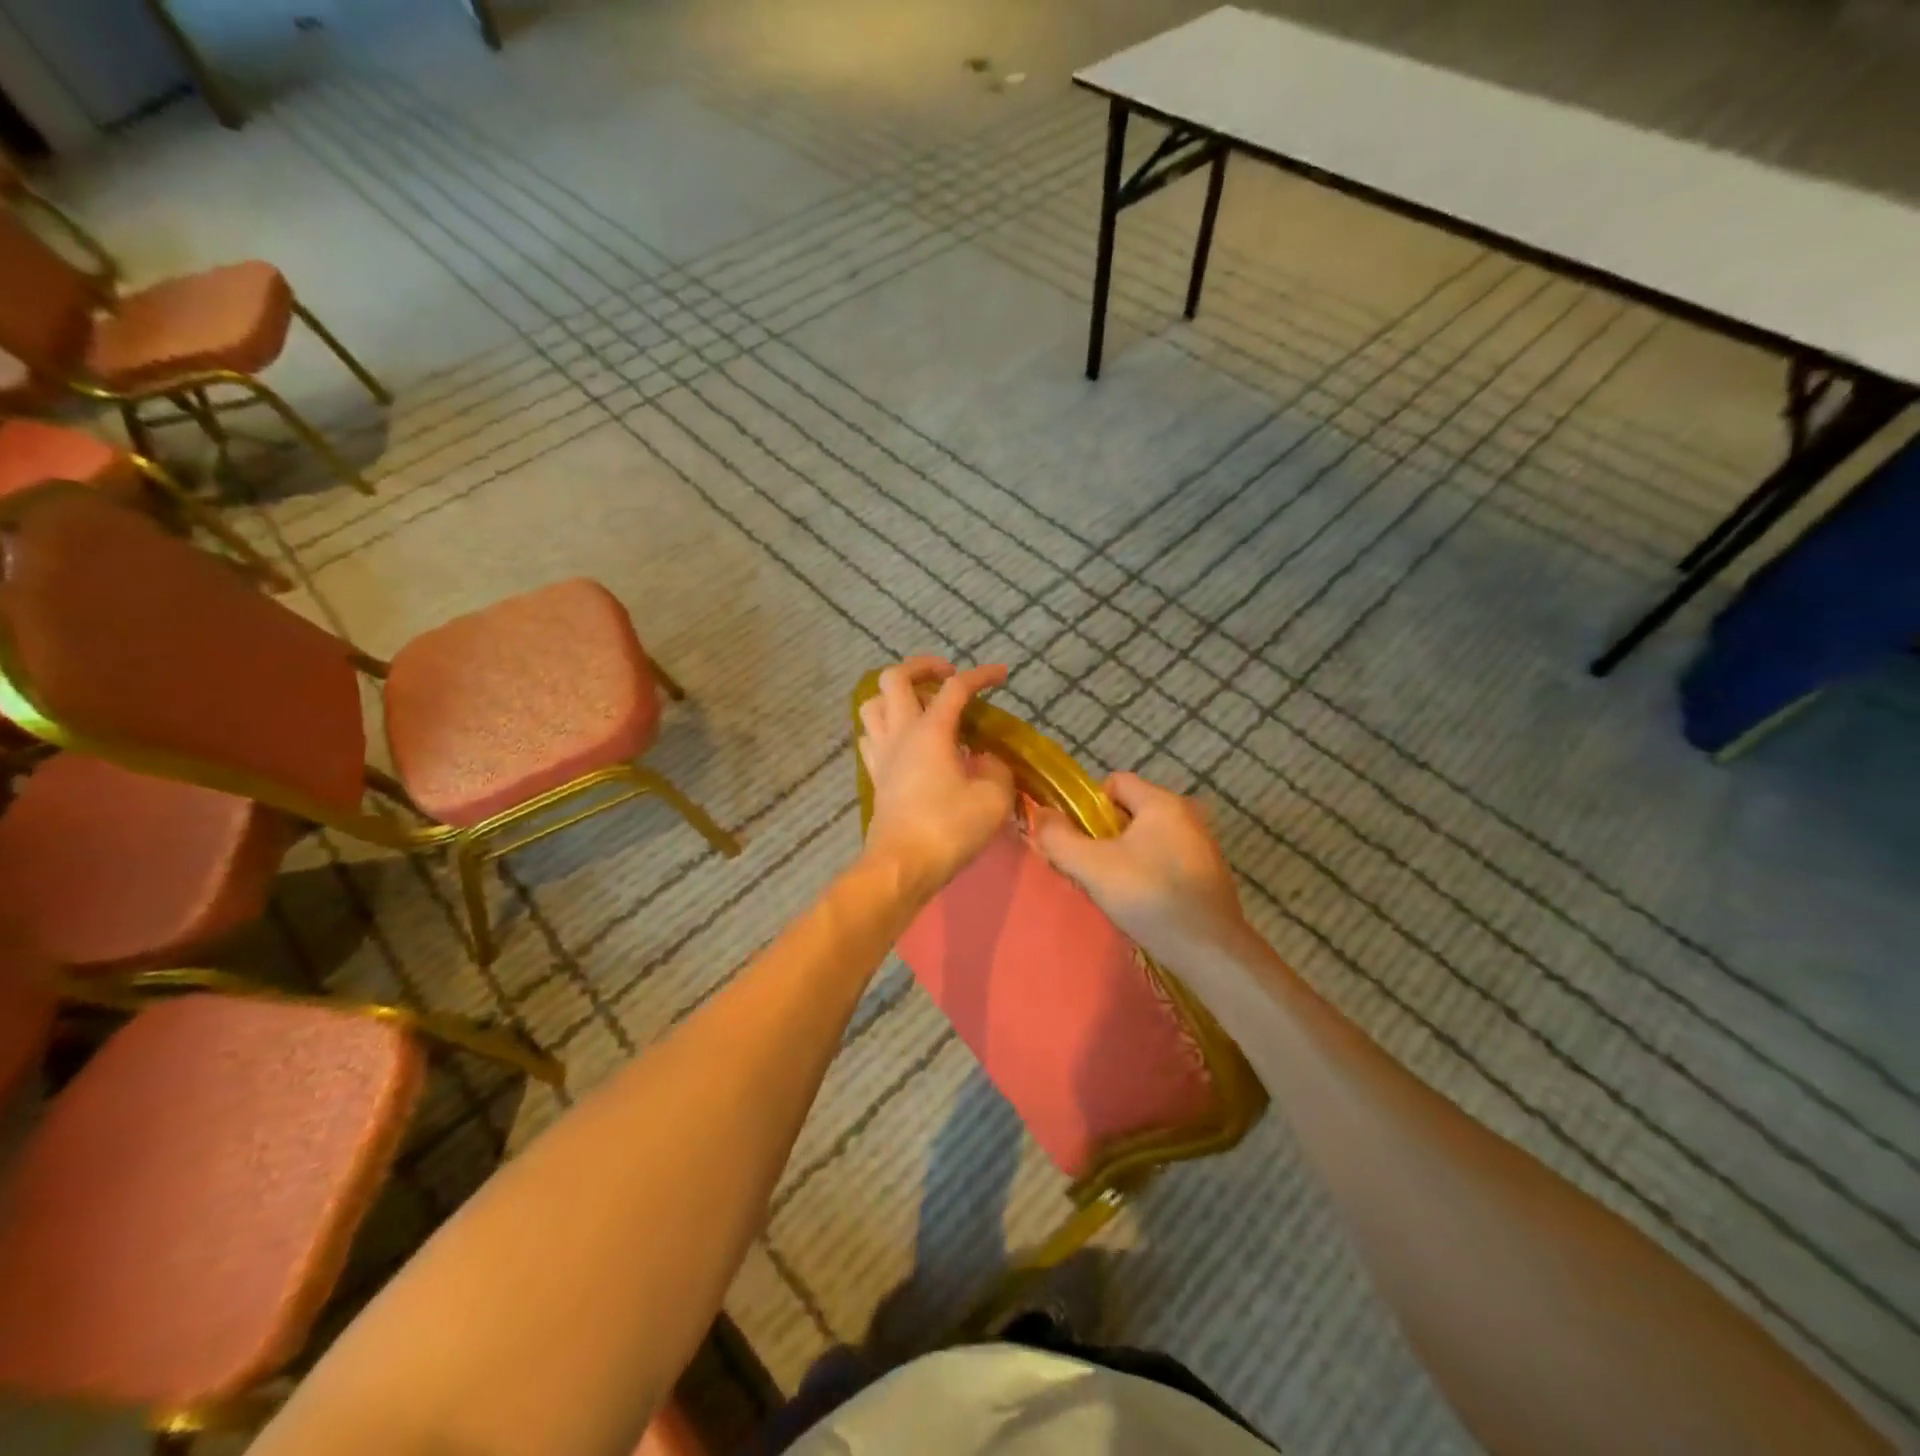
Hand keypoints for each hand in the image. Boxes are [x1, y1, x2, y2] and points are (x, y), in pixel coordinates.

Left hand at [858, 657, 1014, 903]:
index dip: (980, 675)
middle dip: (921, 666)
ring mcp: (881, 754)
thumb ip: (996, 770)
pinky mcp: (875, 777)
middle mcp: (900, 733)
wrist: (902, 866)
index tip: (1002, 675)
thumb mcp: (993, 799)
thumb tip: (988, 761)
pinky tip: (906, 742)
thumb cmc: (949, 829)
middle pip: (894, 678)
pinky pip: (871, 737)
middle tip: (947, 675)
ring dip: (896, 697)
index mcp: (930, 731)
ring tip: (922, 707)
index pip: (955, 688)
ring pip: (873, 705)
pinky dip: (887, 728)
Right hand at [1033, 772, 1253, 972]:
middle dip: (1106, 834)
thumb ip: (1059, 838)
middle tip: (1091, 867)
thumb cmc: (1148, 896)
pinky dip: (1150, 873)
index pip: (1115, 782)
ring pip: (1148, 838)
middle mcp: (1187, 814)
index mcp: (1161, 802)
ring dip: (1127, 856)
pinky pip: (1167, 859)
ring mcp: (1202, 845)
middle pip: (1131, 811)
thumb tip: (1039, 814)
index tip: (1079, 838)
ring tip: (1114, 889)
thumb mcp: (1092, 866)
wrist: (1209, 949)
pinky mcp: (1209, 874)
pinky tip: (1143, 902)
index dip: (1089, 805)